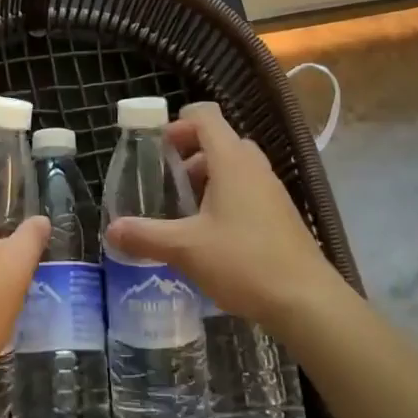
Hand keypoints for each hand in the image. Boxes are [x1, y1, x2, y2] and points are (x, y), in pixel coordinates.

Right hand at [105, 103, 340, 326]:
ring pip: (235, 166)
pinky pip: (248, 189)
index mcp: (231, 160)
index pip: (206, 116)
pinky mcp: (280, 214)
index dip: (178, 123)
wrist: (306, 300)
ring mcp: (271, 189)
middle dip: (189, 153)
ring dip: (207, 177)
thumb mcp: (186, 249)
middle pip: (219, 140)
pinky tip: (211, 233)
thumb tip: (111, 229)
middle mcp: (254, 166)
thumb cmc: (244, 262)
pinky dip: (226, 196)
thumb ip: (146, 236)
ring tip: (184, 210)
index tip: (157, 146)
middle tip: (166, 180)